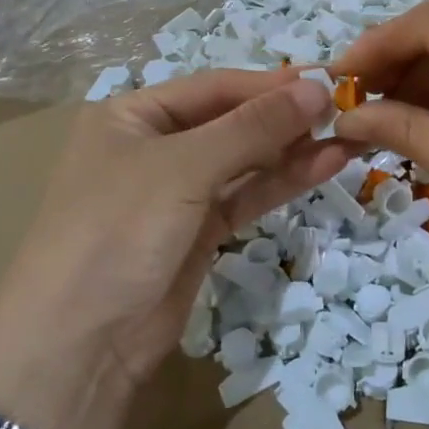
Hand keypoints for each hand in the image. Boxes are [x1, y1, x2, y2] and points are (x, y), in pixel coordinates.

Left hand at [0, 70, 345, 428]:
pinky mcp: (198, 231)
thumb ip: (253, 127)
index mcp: (133, 114)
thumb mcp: (183, 168)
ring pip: (245, 160)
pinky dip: (282, 182)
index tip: (328, 81)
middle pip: (232, 120)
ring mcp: (177, 191)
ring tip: (350, 136)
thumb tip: (317, 88)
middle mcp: (155, 145)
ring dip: (294, 149)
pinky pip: (246, 195)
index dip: (271, 84)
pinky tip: (325, 165)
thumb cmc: (118, 230)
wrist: (78, 347)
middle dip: (286, 117)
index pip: (214, 86)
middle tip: (347, 109)